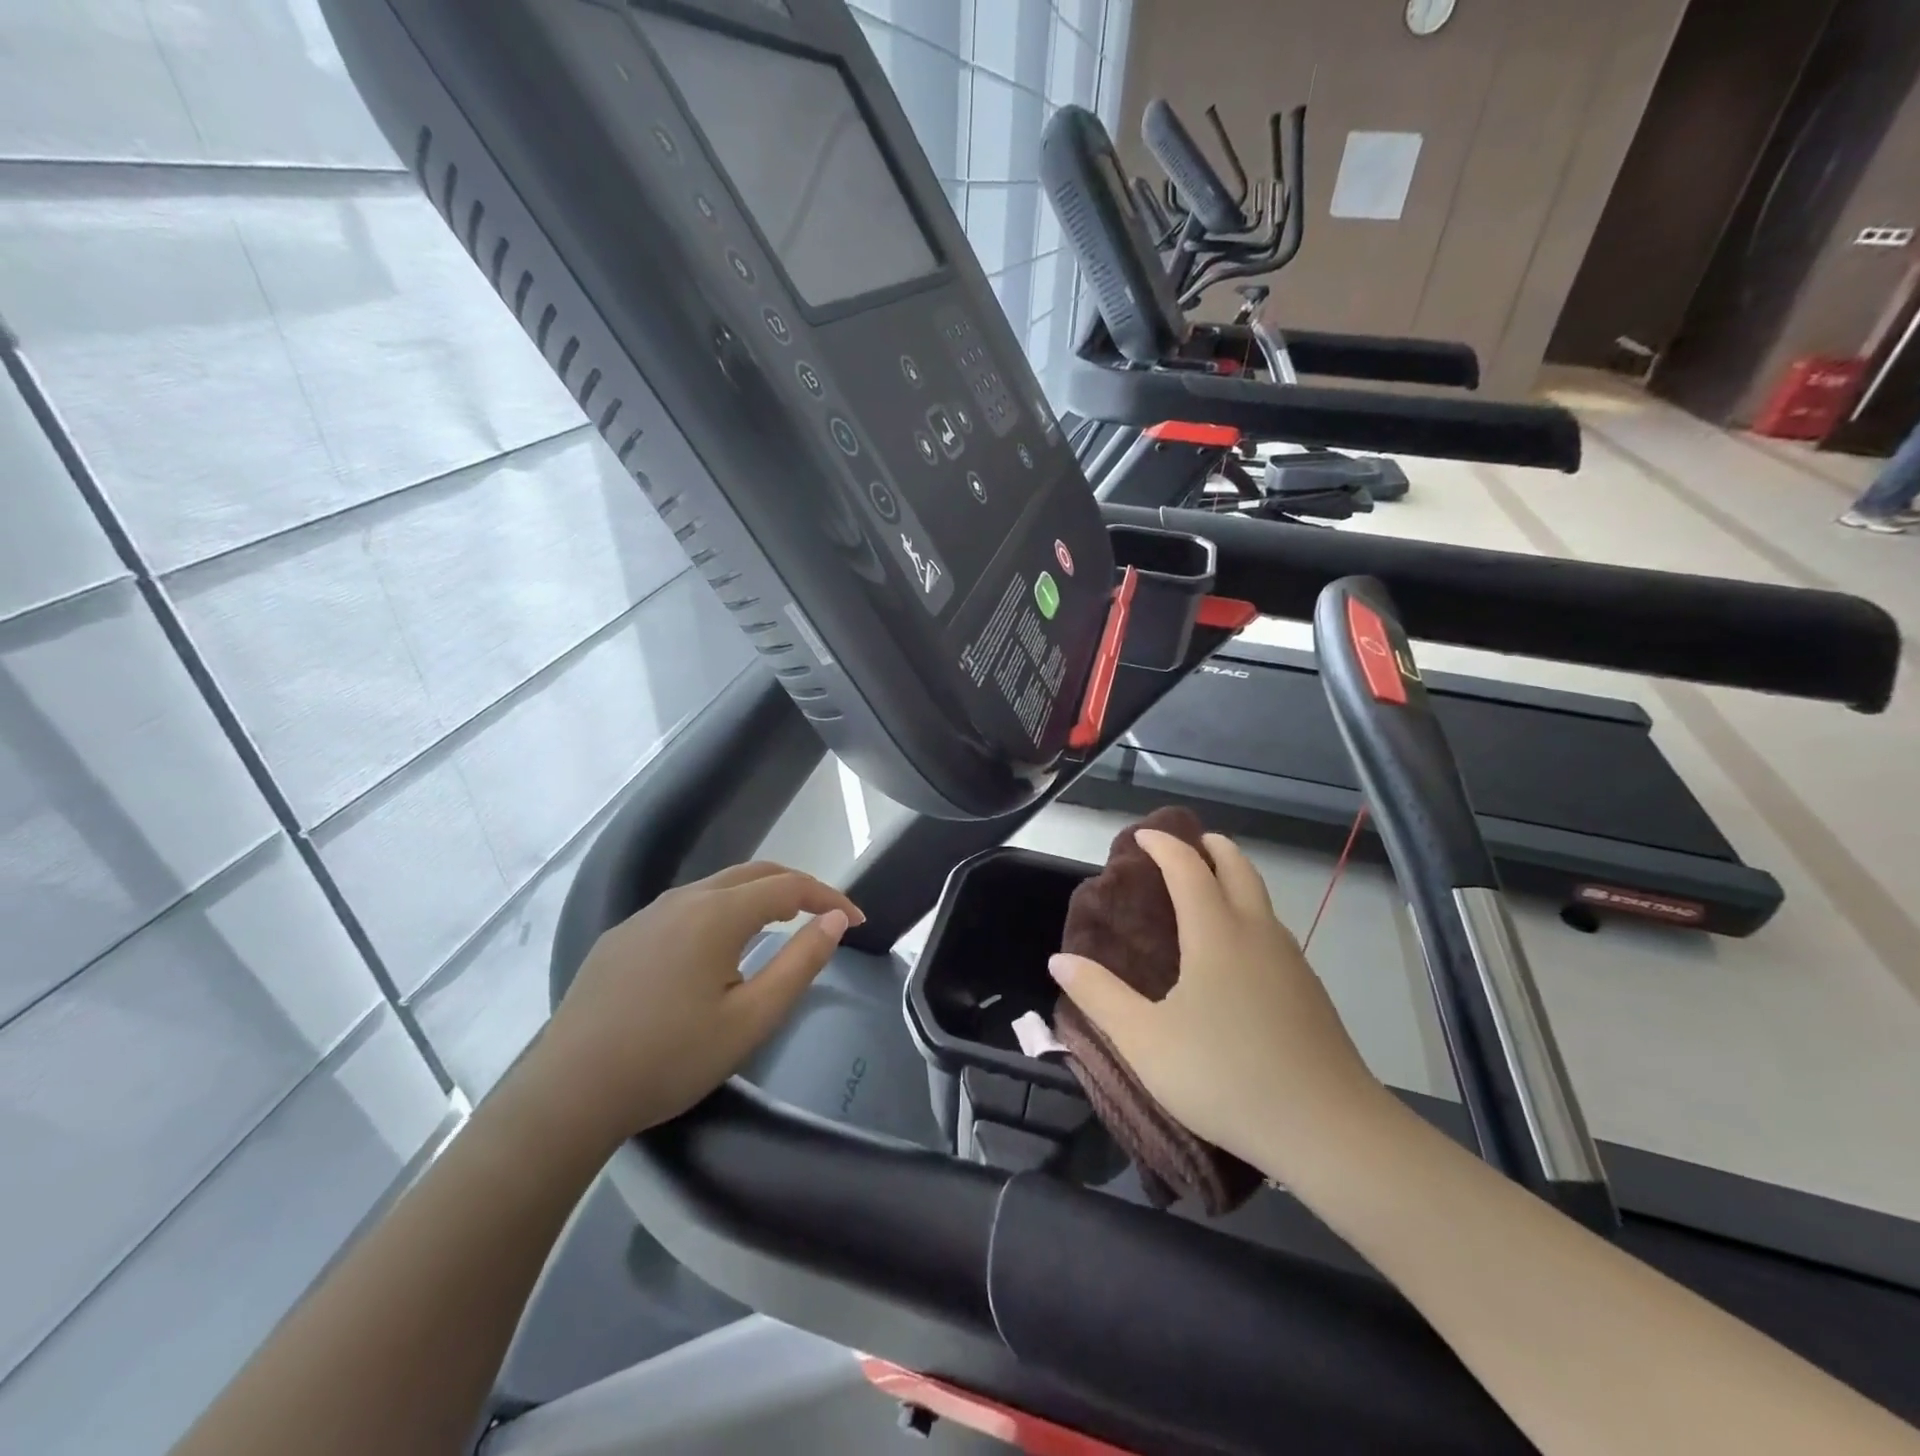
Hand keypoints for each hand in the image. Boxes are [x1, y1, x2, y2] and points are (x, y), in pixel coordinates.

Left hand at [521, 862, 862, 1147]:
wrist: (568, 1094)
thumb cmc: (670, 1059)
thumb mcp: (751, 1019)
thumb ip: (800, 962)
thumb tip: (834, 920)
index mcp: (717, 914)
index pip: (789, 886)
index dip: (828, 898)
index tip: (857, 920)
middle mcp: (683, 899)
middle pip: (754, 873)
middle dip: (797, 888)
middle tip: (825, 917)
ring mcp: (646, 915)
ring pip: (716, 888)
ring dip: (758, 897)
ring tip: (780, 926)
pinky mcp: (621, 937)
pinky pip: (684, 909)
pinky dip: (720, 912)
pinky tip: (716, 950)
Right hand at [1049, 829, 1388, 1179]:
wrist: (1329, 1130)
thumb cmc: (1225, 1076)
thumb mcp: (1145, 1041)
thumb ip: (1099, 996)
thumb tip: (1060, 959)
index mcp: (1216, 934)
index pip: (1188, 868)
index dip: (1164, 846)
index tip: (1142, 836)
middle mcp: (1257, 934)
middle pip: (1238, 868)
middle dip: (1212, 847)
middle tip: (1188, 843)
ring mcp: (1291, 961)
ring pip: (1261, 900)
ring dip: (1234, 879)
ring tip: (1208, 891)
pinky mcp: (1310, 992)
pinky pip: (1273, 931)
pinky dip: (1249, 914)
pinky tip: (1237, 953)